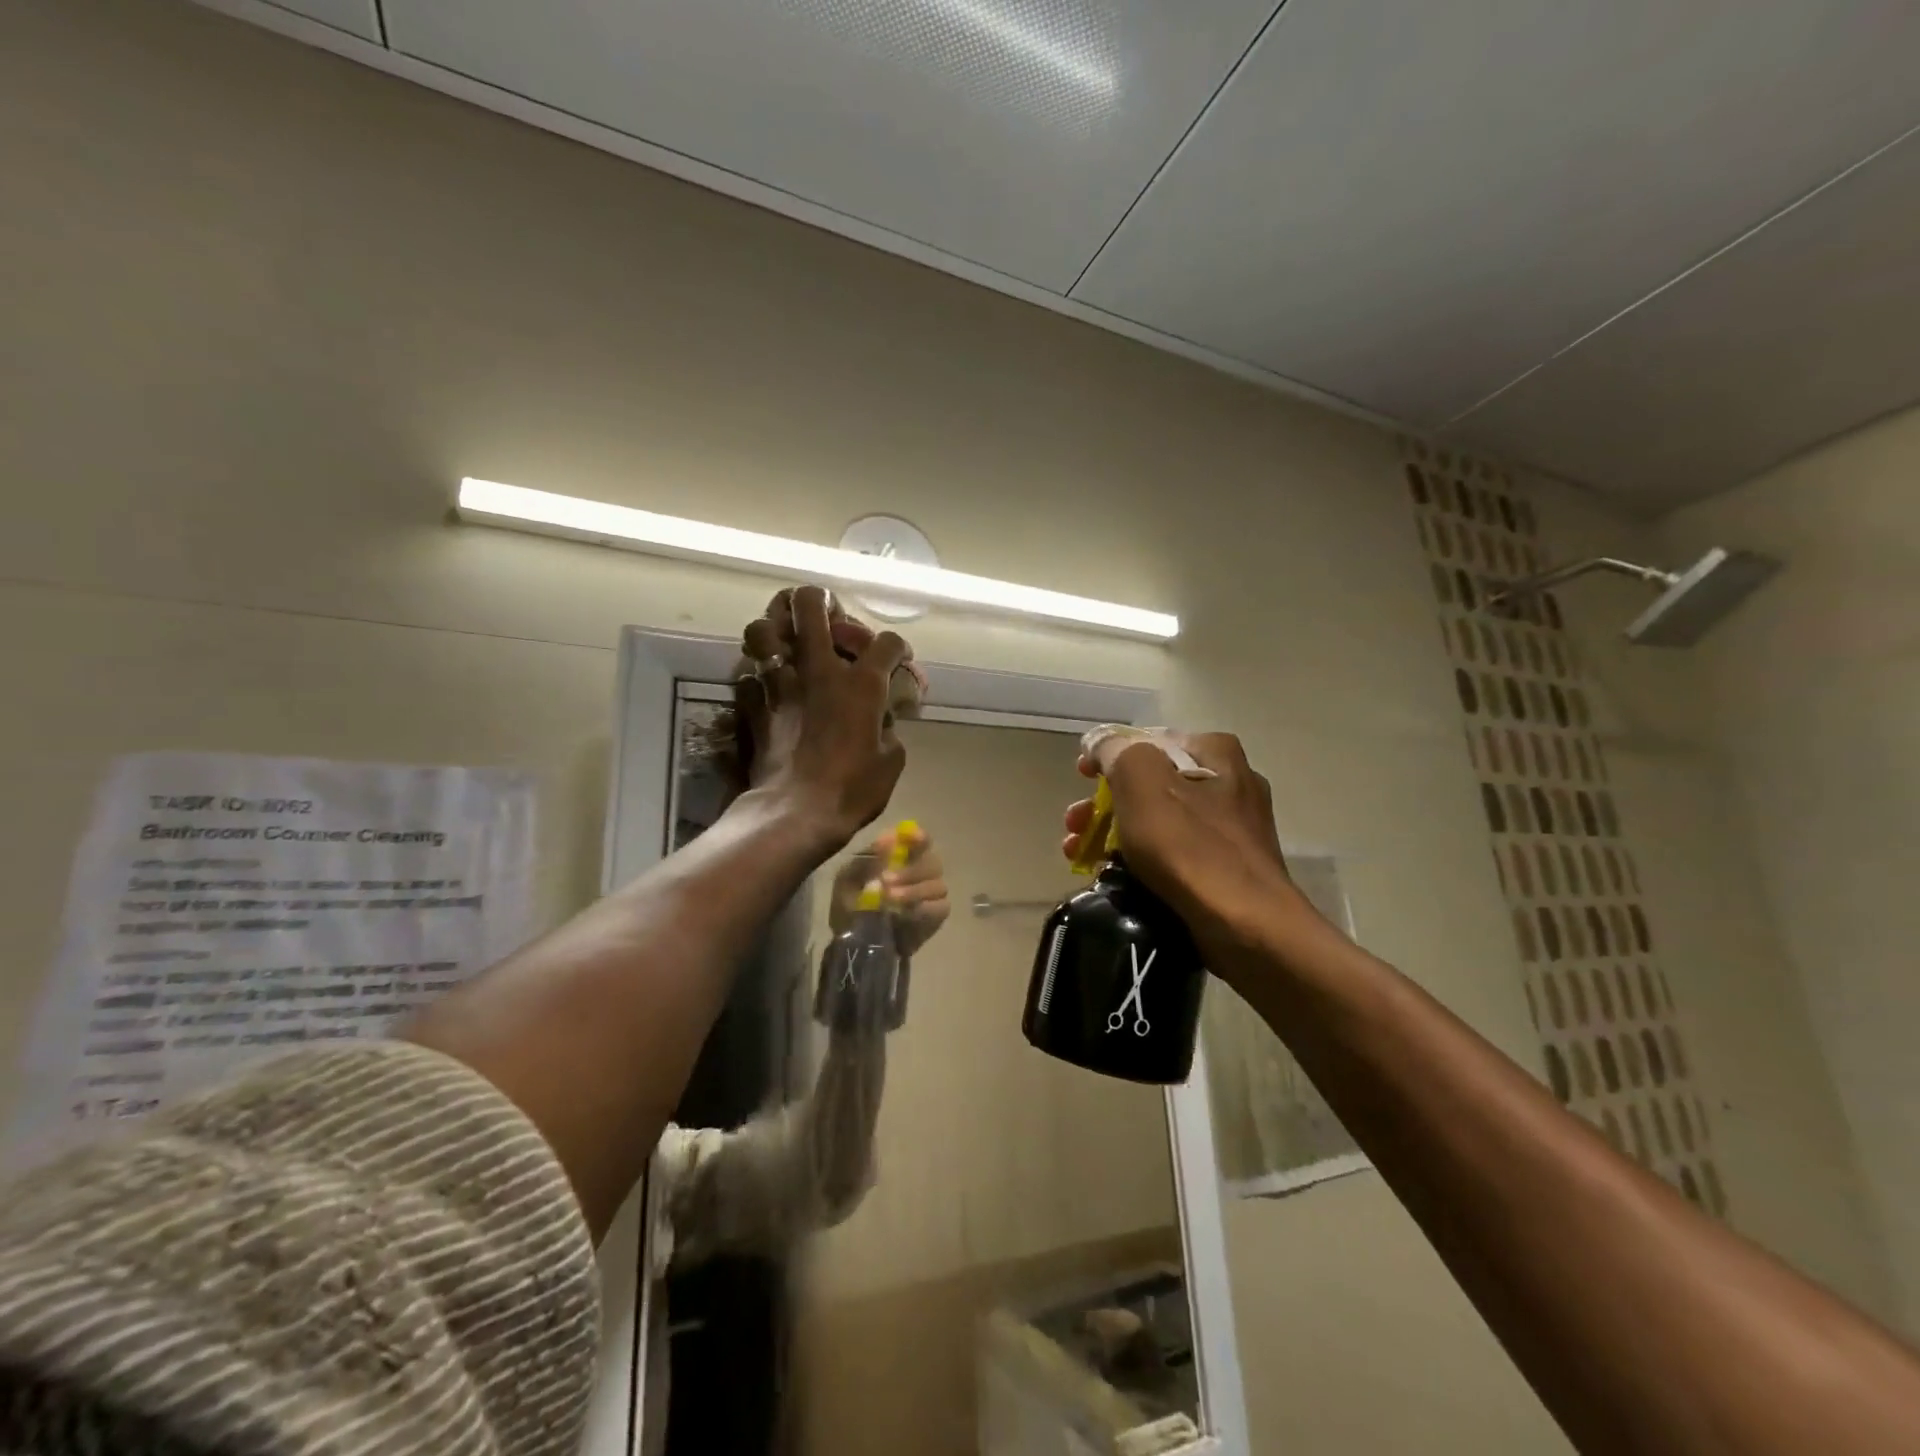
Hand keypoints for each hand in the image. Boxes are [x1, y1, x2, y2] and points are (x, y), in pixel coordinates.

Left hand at [736, 586, 908, 848]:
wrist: (796, 812)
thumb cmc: (853, 789)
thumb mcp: (891, 760)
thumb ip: (889, 727)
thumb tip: (882, 719)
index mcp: (861, 683)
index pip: (887, 643)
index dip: (897, 648)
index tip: (898, 662)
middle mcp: (818, 670)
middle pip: (809, 604)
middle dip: (818, 599)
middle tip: (825, 612)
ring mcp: (780, 684)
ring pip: (763, 629)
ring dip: (774, 628)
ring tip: (785, 640)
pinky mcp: (753, 705)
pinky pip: (747, 674)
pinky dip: (756, 675)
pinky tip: (766, 686)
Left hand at [830, 825, 950, 955]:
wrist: (853, 945)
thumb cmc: (850, 905)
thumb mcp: (849, 880)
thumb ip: (868, 858)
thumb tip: (888, 837)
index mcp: (899, 857)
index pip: (920, 839)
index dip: (919, 837)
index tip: (913, 839)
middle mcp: (920, 871)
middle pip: (932, 861)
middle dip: (910, 870)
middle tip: (886, 881)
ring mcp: (931, 893)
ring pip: (937, 885)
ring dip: (914, 891)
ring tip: (890, 901)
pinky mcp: (936, 915)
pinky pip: (941, 906)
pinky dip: (924, 909)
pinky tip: (906, 915)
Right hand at [1063, 733, 1318, 971]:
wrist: (1245, 924)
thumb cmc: (1189, 846)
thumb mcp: (1141, 782)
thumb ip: (1115, 750)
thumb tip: (1098, 741)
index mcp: (1215, 753)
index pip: (1147, 740)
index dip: (1107, 755)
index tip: (1080, 778)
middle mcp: (1230, 781)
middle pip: (1150, 782)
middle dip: (1104, 802)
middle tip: (1074, 824)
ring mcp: (1232, 827)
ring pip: (1159, 819)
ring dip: (1114, 832)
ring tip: (1079, 855)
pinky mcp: (1228, 867)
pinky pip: (1174, 852)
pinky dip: (1141, 858)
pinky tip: (1114, 874)